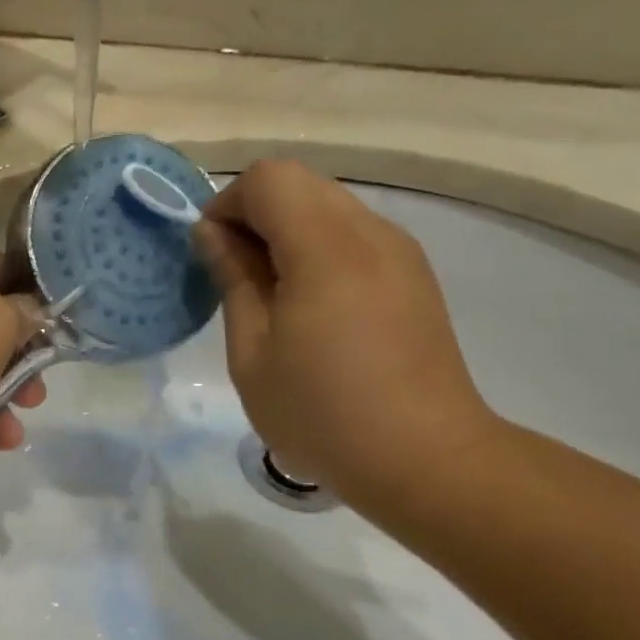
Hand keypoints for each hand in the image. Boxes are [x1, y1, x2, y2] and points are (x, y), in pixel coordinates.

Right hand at [194, 160, 499, 517]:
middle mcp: (371, 233)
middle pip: (300, 184)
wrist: (426, 459)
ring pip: (329, 206)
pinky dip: (320, 249)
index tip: (212, 254)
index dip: (228, 205)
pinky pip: (355, 235)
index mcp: (326, 248)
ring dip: (288, 232)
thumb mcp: (252, 352)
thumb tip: (212, 233)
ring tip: (274, 296)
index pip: (268, 179)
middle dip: (256, 215)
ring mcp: (401, 252)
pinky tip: (313, 307)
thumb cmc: (322, 413)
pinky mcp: (415, 276)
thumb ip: (233, 279)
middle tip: (236, 275)